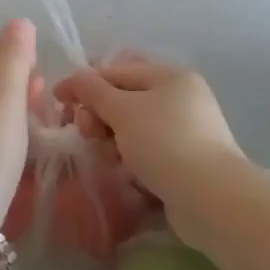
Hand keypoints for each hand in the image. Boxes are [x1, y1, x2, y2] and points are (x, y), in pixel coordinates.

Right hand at [55, 60, 246, 217]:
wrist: (211, 198)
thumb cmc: (163, 142)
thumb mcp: (122, 110)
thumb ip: (92, 90)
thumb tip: (74, 79)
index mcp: (169, 76)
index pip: (116, 71)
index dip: (84, 84)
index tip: (58, 102)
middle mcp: (181, 98)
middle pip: (124, 100)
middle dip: (99, 116)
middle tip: (88, 135)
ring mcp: (186, 131)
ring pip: (133, 129)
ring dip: (113, 142)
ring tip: (110, 159)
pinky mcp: (186, 162)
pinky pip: (148, 152)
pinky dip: (132, 160)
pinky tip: (126, 175)